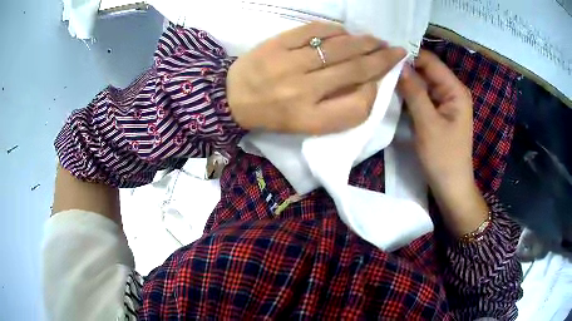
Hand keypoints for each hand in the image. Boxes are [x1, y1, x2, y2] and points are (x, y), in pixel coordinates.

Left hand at [227, 22, 405, 134]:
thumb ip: (337, 110)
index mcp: (309, 119)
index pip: (357, 108)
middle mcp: (302, 92)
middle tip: (396, 51)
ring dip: (364, 42)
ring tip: (377, 41)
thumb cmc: (271, 115)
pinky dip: (335, 30)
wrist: (230, 99)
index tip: (382, 81)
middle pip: (354, 71)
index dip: (375, 92)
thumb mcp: (305, 125)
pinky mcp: (277, 44)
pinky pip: (314, 31)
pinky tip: (346, 32)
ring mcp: (289, 64)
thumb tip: (367, 84)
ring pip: (339, 48)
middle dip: (381, 59)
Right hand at [398, 50, 487, 236]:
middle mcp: (452, 92)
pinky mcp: (439, 114)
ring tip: (381, 78)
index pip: (430, 61)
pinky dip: (409, 95)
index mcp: (455, 90)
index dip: (408, 55)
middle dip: (405, 69)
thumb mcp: (427, 124)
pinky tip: (393, 94)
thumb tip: (397, 65)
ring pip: (422, 84)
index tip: (382, 55)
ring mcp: (445, 103)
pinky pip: (422, 98)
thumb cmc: (443, 158)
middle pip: (426, 71)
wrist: (451, 188)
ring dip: (405, 82)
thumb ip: (414, 92)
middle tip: (378, 67)